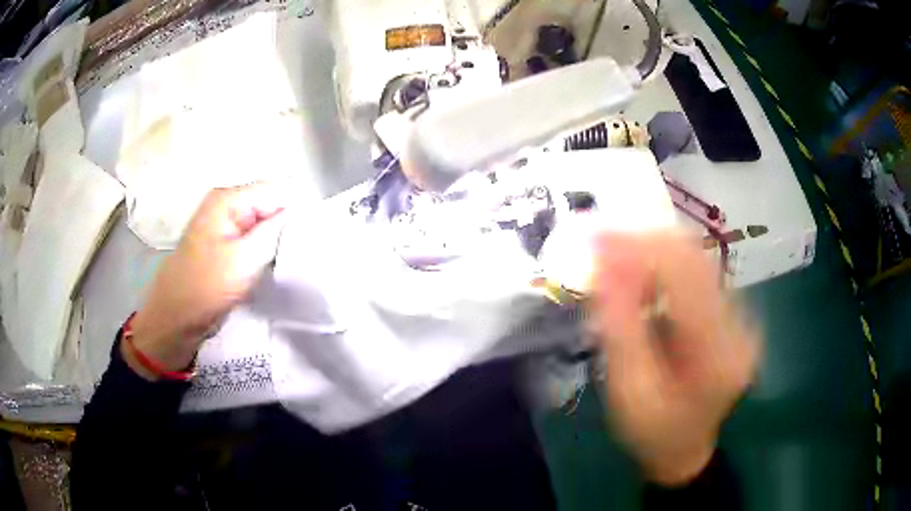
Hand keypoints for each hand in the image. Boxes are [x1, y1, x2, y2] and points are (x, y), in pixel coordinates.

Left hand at [125, 183, 286, 379]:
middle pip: (272, 203)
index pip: (279, 190)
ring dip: (277, 239)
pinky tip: (271, 265)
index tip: (308, 239)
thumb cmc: (206, 287)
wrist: (176, 317)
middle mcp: (227, 203)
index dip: (297, 211)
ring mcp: (225, 223)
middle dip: (287, 226)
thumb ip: (276, 230)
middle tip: (298, 253)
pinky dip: (266, 249)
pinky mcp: (225, 242)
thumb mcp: (245, 259)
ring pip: (265, 222)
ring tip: (287, 260)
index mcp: (229, 198)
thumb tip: (303, 212)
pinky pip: (255, 236)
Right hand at [591, 232, 759, 485]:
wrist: (685, 449)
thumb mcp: (628, 390)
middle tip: (602, 243)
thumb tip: (605, 264)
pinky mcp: (733, 314)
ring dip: (655, 252)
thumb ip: (620, 327)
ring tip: (618, 262)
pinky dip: (665, 266)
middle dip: (646, 242)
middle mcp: (740, 326)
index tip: (598, 237)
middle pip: (696, 259)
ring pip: (698, 260)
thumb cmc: (652, 432)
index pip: (686, 276)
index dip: (642, 247)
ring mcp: (741, 317)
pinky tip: (642, 278)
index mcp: (717, 354)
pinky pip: (698, 274)